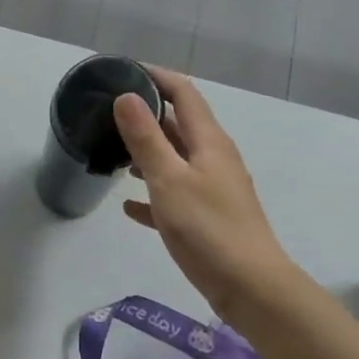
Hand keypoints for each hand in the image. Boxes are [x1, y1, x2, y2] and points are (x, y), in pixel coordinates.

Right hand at [114, 68, 294, 323]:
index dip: (156, 76)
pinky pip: (174, 196)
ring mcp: (213, 189)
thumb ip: (146, 138)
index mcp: (208, 141)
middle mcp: (213, 158)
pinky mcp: (208, 218)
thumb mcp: (168, 179)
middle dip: (146, 115)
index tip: (123, 71)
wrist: (250, 288)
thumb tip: (127, 96)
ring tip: (112, 153)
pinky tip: (128, 206)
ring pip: (175, 160)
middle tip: (108, 113)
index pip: (183, 92)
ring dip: (147, 153)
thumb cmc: (208, 228)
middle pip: (179, 124)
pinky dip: (152, 195)